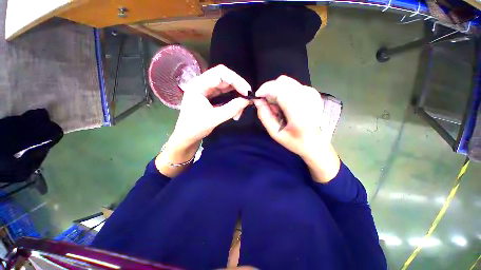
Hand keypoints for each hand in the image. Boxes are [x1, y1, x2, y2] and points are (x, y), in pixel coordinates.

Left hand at [170, 64, 250, 148]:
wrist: (187, 136)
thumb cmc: (195, 128)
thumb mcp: (214, 118)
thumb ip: (231, 109)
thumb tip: (247, 100)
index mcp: (198, 85)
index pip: (220, 73)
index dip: (236, 80)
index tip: (247, 92)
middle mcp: (202, 83)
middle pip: (224, 77)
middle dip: (238, 87)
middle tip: (248, 98)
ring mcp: (206, 89)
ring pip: (226, 86)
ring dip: (236, 94)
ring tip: (243, 106)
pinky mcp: (210, 96)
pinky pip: (225, 93)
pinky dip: (233, 99)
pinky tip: (237, 107)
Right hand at [254, 75, 339, 182]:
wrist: (315, 142)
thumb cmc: (294, 141)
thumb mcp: (275, 133)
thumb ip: (264, 116)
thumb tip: (257, 100)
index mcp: (299, 113)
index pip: (280, 90)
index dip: (266, 89)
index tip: (257, 96)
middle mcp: (308, 99)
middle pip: (282, 82)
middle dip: (270, 89)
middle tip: (267, 103)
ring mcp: (312, 93)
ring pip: (286, 82)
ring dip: (276, 90)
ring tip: (276, 106)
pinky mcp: (313, 92)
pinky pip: (292, 85)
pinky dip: (283, 91)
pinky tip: (284, 104)